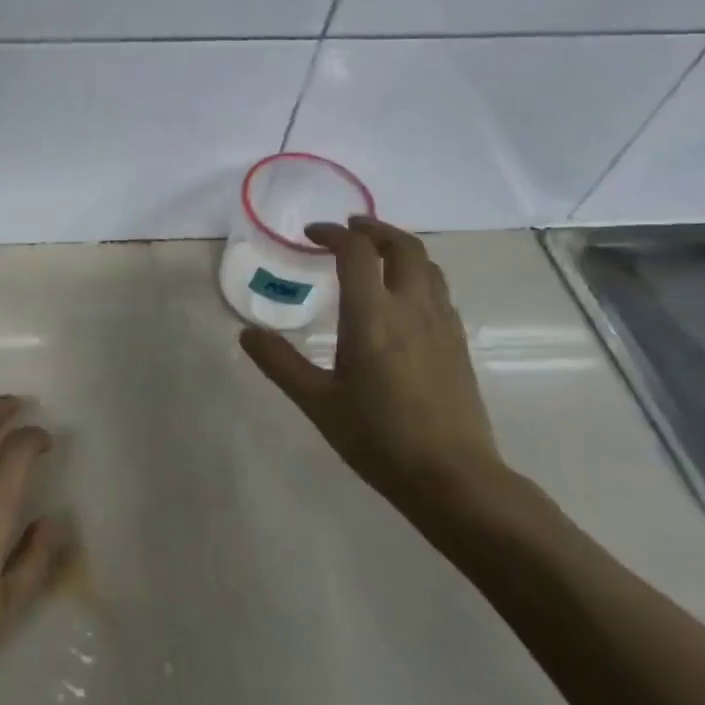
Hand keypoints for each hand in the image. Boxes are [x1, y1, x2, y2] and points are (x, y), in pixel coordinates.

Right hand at [240, 216, 504, 504]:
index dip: (332, 234)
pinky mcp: (458, 342)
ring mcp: (441, 323)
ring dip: (400, 247)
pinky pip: (439, 289)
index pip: (356, 251)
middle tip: (349, 228)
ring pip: (427, 264)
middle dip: (374, 228)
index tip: (311, 235)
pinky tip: (403, 296)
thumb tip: (247, 334)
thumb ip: (280, 363)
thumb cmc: (377, 437)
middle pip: (402, 245)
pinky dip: (417, 273)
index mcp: (372, 317)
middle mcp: (411, 308)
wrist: (452, 476)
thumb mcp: (317, 402)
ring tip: (376, 253)